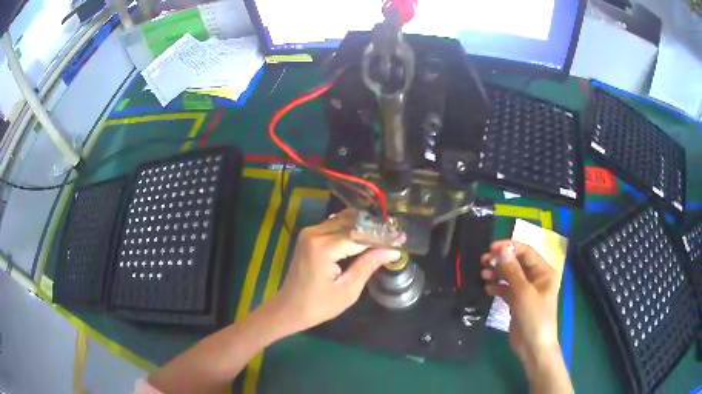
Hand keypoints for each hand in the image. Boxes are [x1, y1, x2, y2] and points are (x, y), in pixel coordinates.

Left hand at [270, 209, 401, 334]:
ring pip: (342, 220)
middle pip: (351, 222)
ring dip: (363, 226)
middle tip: (394, 236)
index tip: (401, 238)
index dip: (382, 237)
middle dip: (373, 229)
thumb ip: (368, 265)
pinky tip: (364, 237)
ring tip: (382, 236)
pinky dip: (350, 228)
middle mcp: (315, 233)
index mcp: (323, 247)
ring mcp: (310, 232)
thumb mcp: (348, 290)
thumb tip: (393, 250)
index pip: (359, 235)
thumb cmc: (318, 305)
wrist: (289, 308)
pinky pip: (334, 225)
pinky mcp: (309, 235)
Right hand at [480, 241, 560, 365]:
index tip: (490, 248)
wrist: (533, 347)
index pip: (526, 252)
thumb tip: (501, 249)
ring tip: (483, 275)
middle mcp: (536, 278)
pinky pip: (507, 290)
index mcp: (543, 272)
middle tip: (483, 261)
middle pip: (517, 263)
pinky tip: (487, 289)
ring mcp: (526, 291)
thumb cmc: (534, 317)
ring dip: (497, 274)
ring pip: (510, 276)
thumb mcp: (523, 292)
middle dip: (501, 261)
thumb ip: (512, 270)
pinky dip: (498, 288)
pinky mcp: (518, 302)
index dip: (509, 248)